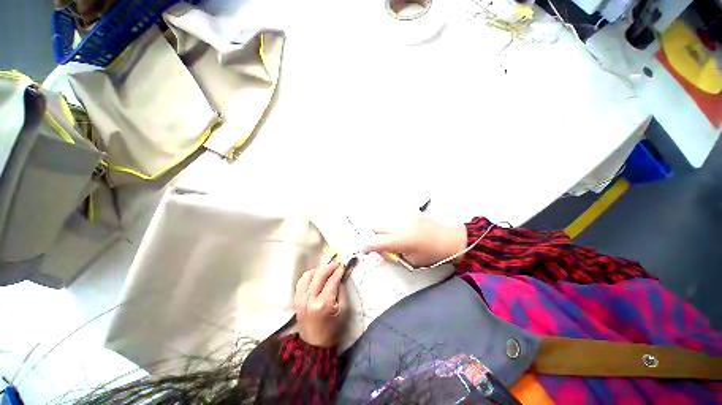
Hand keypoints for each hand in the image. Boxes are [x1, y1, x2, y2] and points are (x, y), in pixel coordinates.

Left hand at [294, 261, 348, 346]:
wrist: (315, 344)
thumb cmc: (333, 328)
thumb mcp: (344, 309)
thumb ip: (342, 290)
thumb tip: (340, 275)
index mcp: (323, 303)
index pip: (332, 280)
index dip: (338, 271)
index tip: (343, 265)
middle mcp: (310, 299)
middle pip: (319, 274)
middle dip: (329, 266)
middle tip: (337, 264)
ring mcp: (300, 299)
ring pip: (308, 275)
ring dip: (318, 269)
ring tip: (326, 270)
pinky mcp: (296, 300)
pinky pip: (301, 281)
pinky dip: (309, 275)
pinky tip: (316, 276)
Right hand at [362, 214, 466, 267]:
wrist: (449, 239)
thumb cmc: (431, 255)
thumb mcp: (410, 261)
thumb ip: (391, 254)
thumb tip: (380, 249)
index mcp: (400, 240)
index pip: (374, 241)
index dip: (366, 247)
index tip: (365, 250)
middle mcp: (399, 225)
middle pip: (375, 225)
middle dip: (375, 235)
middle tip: (383, 242)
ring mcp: (404, 216)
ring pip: (383, 219)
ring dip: (383, 228)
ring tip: (394, 235)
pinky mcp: (409, 211)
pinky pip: (393, 217)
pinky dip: (392, 223)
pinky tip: (402, 229)